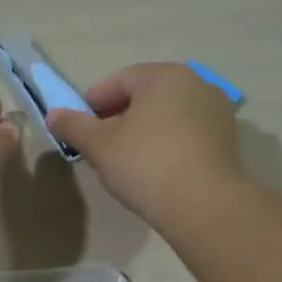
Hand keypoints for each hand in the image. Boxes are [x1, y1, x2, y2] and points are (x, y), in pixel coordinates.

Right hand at [46, 63, 244, 221]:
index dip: (93, 103)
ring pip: (167, 114)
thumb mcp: (98, 145)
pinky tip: (154, 168)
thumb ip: (74, 126)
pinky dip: (166, 143)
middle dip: (118, 116)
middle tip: (99, 144)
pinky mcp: (227, 139)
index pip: (118, 81)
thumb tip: (53, 115)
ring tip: (125, 159)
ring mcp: (216, 111)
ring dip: (143, 130)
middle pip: (145, 95)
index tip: (79, 128)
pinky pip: (186, 132)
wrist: (204, 204)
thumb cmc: (145, 164)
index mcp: (163, 76)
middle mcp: (195, 83)